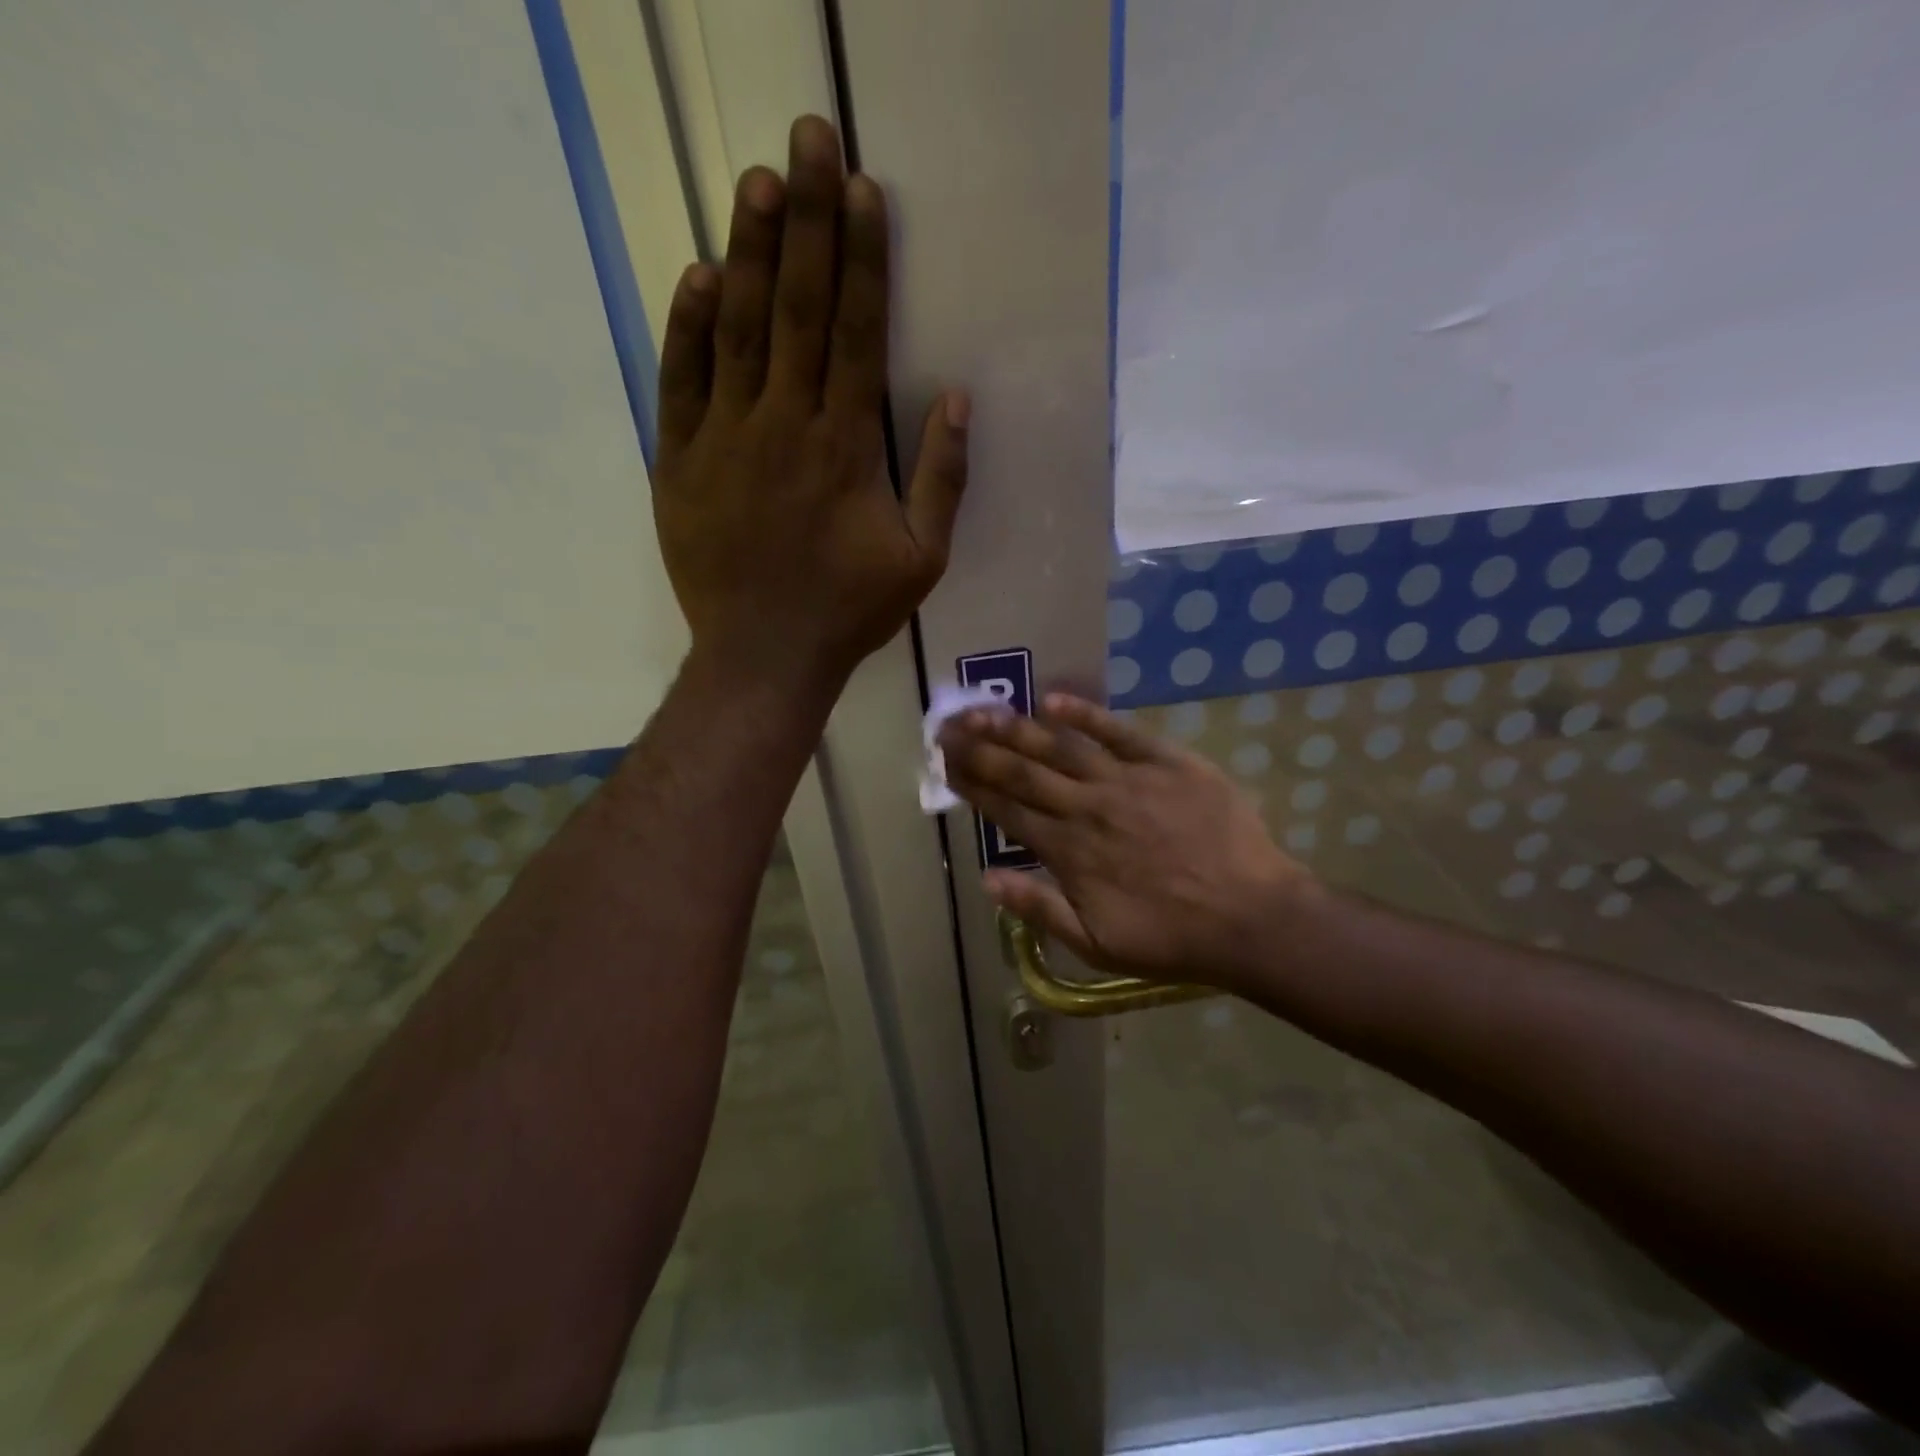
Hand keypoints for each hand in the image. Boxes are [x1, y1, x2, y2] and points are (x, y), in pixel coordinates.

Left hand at [654, 116, 968, 687]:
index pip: (856, 332)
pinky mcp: (680, 461)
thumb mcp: (922, 559)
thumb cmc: (849, 611)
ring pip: (738, 329)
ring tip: (757, 181)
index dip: (861, 258)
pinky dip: (689, 327)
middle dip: (807, 219)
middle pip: (797, 308)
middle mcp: (786, 425)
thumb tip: (955, 399)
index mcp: (846, 446)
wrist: (764, 655)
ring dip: (749, 252)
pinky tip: (699, 276)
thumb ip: (942, 479)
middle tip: (808, 139)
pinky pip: (682, 382)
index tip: (862, 191)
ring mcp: (726, 439)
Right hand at [938, 693, 1317, 991]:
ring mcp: (1126, 780)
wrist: (1251, 917)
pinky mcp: (1167, 763)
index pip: (1007, 808)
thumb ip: (1039, 908)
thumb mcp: (1096, 943)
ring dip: (1017, 727)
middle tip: (947, 725)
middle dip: (979, 748)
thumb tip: (987, 879)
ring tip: (982, 709)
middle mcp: (1086, 807)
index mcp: (1067, 850)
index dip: (972, 783)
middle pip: (1022, 771)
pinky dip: (1085, 714)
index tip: (945, 762)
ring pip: (1060, 747)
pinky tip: (1053, 700)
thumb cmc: (1171, 937)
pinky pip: (1119, 732)